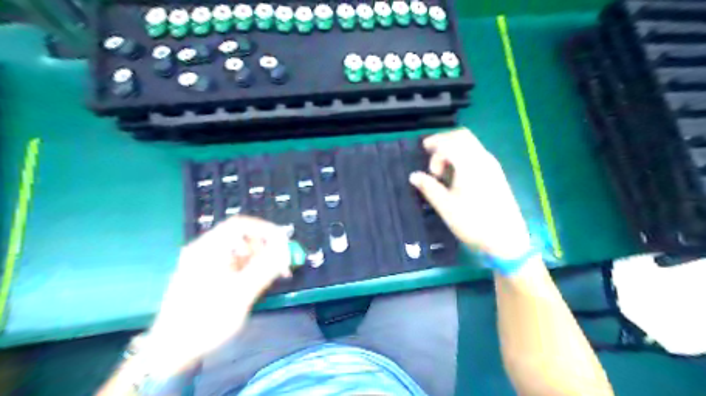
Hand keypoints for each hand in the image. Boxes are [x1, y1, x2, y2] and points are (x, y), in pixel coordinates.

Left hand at [141, 215, 288, 375]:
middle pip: (241, 237)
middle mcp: (204, 251)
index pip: (241, 225)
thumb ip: (265, 267)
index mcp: (208, 249)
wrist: (171, 353)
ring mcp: (203, 264)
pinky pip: (233, 264)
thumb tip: (285, 247)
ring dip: (260, 259)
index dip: (266, 229)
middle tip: (283, 263)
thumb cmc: (206, 320)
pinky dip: (249, 268)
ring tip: (275, 275)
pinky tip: (260, 281)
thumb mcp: (241, 293)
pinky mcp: (206, 276)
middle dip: (266, 247)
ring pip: (239, 251)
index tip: (284, 241)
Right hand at [411, 129, 531, 261]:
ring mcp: (492, 165)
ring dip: (453, 149)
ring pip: (471, 144)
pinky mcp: (496, 174)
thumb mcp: (446, 206)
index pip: (449, 142)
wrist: (506, 240)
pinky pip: (477, 154)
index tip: (425, 162)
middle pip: (462, 136)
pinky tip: (456, 174)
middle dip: (443, 141)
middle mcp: (483, 158)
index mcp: (470, 164)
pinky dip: (462, 155)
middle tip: (430, 156)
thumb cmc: (473, 223)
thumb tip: (413, 175)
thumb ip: (428, 187)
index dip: (434, 146)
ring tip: (442, 170)